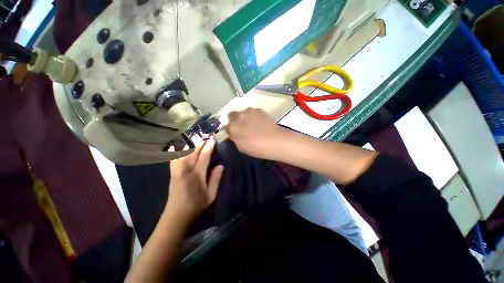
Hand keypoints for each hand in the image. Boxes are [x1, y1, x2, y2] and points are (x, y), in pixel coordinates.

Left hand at [165, 137, 223, 224]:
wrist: (176, 215)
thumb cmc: (196, 205)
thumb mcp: (211, 195)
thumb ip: (215, 179)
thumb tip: (220, 165)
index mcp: (197, 176)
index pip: (203, 157)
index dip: (208, 148)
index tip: (212, 140)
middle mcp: (186, 170)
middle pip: (192, 152)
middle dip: (199, 143)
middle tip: (204, 136)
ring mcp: (177, 171)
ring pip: (182, 153)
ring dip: (188, 144)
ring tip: (194, 138)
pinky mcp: (172, 173)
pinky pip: (174, 157)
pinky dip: (177, 149)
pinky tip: (179, 145)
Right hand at [223, 108, 288, 159]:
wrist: (274, 141)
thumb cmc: (256, 148)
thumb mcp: (241, 147)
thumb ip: (234, 137)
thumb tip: (232, 131)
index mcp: (232, 127)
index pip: (225, 124)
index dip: (229, 127)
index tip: (233, 131)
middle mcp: (239, 116)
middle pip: (232, 115)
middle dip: (234, 120)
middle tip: (242, 127)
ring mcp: (249, 111)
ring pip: (243, 113)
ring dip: (244, 117)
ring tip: (253, 124)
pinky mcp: (259, 110)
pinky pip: (252, 112)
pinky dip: (253, 116)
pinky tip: (260, 123)